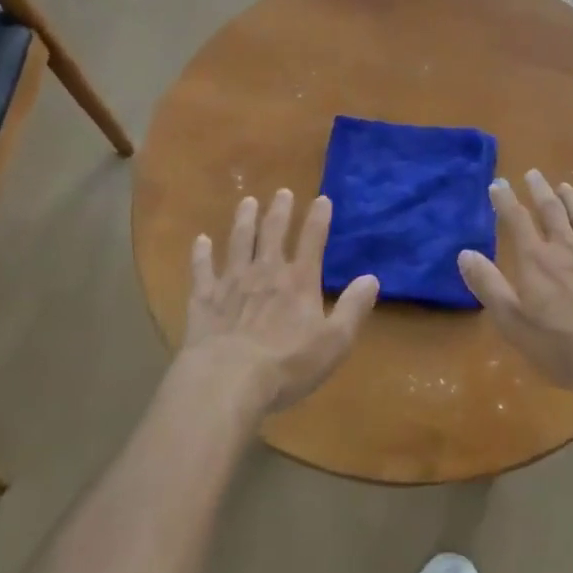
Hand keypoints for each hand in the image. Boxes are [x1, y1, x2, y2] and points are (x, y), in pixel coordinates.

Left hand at [182, 189, 377, 415]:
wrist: (226, 380)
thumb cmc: (286, 365)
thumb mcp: (334, 342)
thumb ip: (353, 308)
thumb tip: (372, 278)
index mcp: (299, 281)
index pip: (313, 240)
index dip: (319, 218)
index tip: (322, 199)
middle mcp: (266, 271)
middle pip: (273, 233)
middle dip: (279, 211)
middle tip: (282, 192)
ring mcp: (232, 282)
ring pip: (239, 241)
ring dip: (244, 220)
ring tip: (247, 201)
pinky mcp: (204, 298)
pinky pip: (202, 269)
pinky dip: (201, 253)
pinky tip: (200, 240)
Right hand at [457, 169, 572, 398]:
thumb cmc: (560, 345)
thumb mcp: (512, 321)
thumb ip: (488, 285)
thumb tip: (465, 253)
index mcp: (536, 260)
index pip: (517, 220)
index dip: (506, 200)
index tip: (498, 183)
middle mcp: (566, 249)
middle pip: (552, 211)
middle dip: (540, 190)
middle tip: (533, 173)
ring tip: (566, 186)